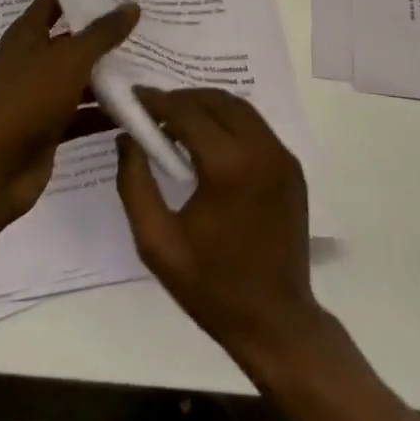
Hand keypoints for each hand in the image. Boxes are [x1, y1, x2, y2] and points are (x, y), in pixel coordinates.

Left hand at [0, 0, 137, 221]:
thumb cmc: (28, 100)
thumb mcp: (70, 59)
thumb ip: (102, 33)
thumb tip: (131, 5)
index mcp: (27, 33)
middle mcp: (32, 58)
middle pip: (73, 38)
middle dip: (106, 32)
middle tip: (146, 19)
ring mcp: (40, 93)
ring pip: (80, 76)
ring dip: (109, 73)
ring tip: (151, 61)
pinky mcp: (49, 125)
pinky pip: (82, 111)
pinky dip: (104, 111)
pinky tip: (138, 107)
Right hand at [116, 87, 323, 365]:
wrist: (276, 322)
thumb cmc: (211, 287)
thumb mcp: (157, 243)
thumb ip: (135, 184)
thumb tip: (127, 139)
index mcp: (228, 167)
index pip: (187, 112)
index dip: (157, 101)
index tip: (134, 98)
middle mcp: (260, 150)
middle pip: (215, 100)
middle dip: (181, 98)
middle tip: (153, 111)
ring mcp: (282, 156)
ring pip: (239, 108)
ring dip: (206, 105)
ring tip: (178, 122)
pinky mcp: (292, 166)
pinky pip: (256, 126)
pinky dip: (229, 121)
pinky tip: (210, 140)